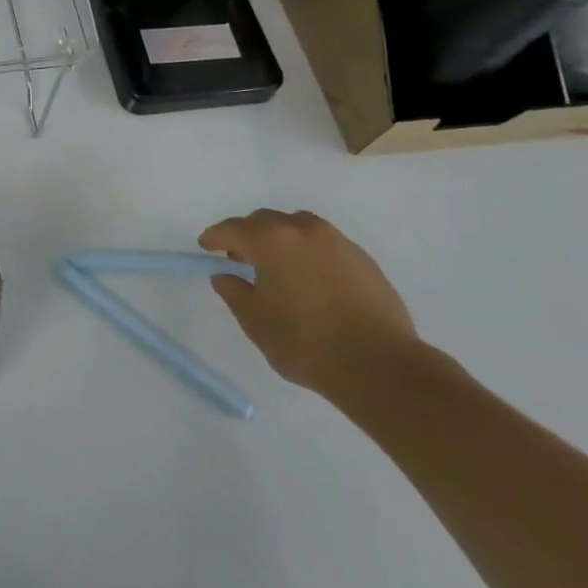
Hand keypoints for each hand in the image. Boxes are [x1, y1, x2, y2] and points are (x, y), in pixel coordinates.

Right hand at [200, 209, 419, 402]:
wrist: (381, 366)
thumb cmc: (306, 343)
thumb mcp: (256, 322)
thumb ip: (235, 293)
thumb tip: (225, 276)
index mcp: (272, 241)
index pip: (233, 229)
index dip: (215, 236)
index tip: (205, 246)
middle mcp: (304, 231)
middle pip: (266, 220)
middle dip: (248, 234)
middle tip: (239, 257)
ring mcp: (338, 243)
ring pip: (298, 226)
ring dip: (281, 238)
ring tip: (278, 265)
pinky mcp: (364, 260)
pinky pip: (325, 244)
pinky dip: (308, 251)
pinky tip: (310, 278)